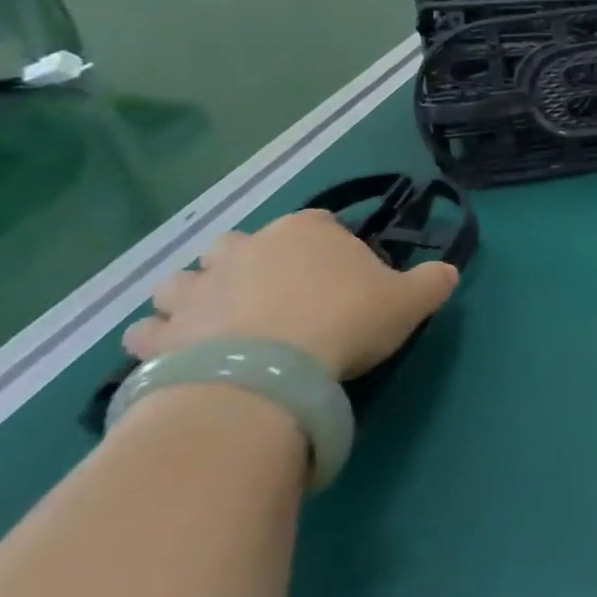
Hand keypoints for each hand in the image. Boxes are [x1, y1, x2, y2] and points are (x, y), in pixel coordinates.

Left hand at [123, 210, 459, 380]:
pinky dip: (160, 339)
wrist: (267, 373)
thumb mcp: (410, 300)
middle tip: (276, 298)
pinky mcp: (162, 333)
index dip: (330, 247)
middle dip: (250, 263)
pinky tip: (179, 355)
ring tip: (219, 324)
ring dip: (196, 296)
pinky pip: (149, 330)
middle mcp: (244, 246)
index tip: (341, 277)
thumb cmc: (345, 320)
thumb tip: (448, 272)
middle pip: (241, 244)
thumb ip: (433, 281)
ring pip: (184, 281)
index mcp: (305, 230)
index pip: (318, 223)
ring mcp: (196, 288)